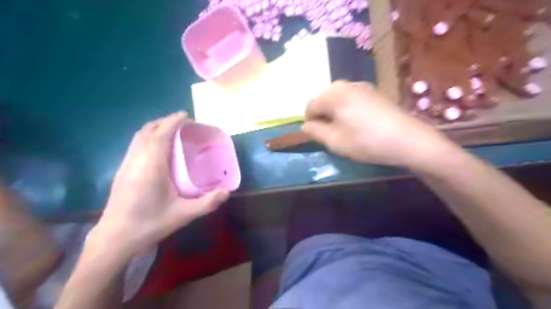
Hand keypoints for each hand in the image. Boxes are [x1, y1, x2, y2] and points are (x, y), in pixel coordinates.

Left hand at [91, 112, 227, 258]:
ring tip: (173, 132)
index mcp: (151, 167)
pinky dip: (149, 137)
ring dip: (156, 128)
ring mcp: (126, 164)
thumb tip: (227, 192)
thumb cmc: (150, 224)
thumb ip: (207, 203)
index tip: (188, 116)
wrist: (115, 239)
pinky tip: (159, 149)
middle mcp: (136, 160)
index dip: (174, 121)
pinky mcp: (122, 171)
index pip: (161, 134)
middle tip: (184, 124)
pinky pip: (136, 145)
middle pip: (148, 130)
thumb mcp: (183, 215)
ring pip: (139, 136)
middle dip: (165, 121)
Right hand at [301, 81, 451, 169]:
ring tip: (343, 130)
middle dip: (322, 116)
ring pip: (338, 98)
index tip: (316, 137)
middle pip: (324, 99)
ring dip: (335, 112)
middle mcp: (346, 84)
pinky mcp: (374, 91)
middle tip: (330, 134)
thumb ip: (315, 132)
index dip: (309, 122)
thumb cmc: (366, 142)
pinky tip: (358, 123)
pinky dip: (347, 109)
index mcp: (333, 95)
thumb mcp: (335, 141)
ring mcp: (362, 86)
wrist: (408, 140)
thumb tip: (306, 126)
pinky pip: (351, 98)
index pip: (310, 106)